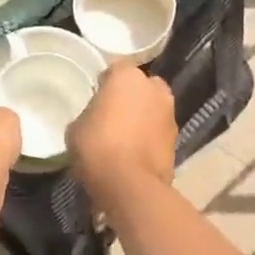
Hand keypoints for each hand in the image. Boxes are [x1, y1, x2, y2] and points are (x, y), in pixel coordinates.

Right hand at [67, 64, 176, 208]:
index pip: (114, 70)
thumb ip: (89, 113)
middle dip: (129, 96)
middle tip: (112, 115)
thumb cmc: (97, 147)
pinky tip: (135, 151)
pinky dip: (150, 135)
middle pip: (139, 86)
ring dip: (142, 116)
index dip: (104, 84)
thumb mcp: (76, 128)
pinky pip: (158, 129)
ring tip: (124, 136)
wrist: (130, 185)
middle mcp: (154, 87)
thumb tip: (95, 118)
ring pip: (152, 107)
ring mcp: (169, 112)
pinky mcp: (177, 137)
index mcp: (127, 76)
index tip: (95, 98)